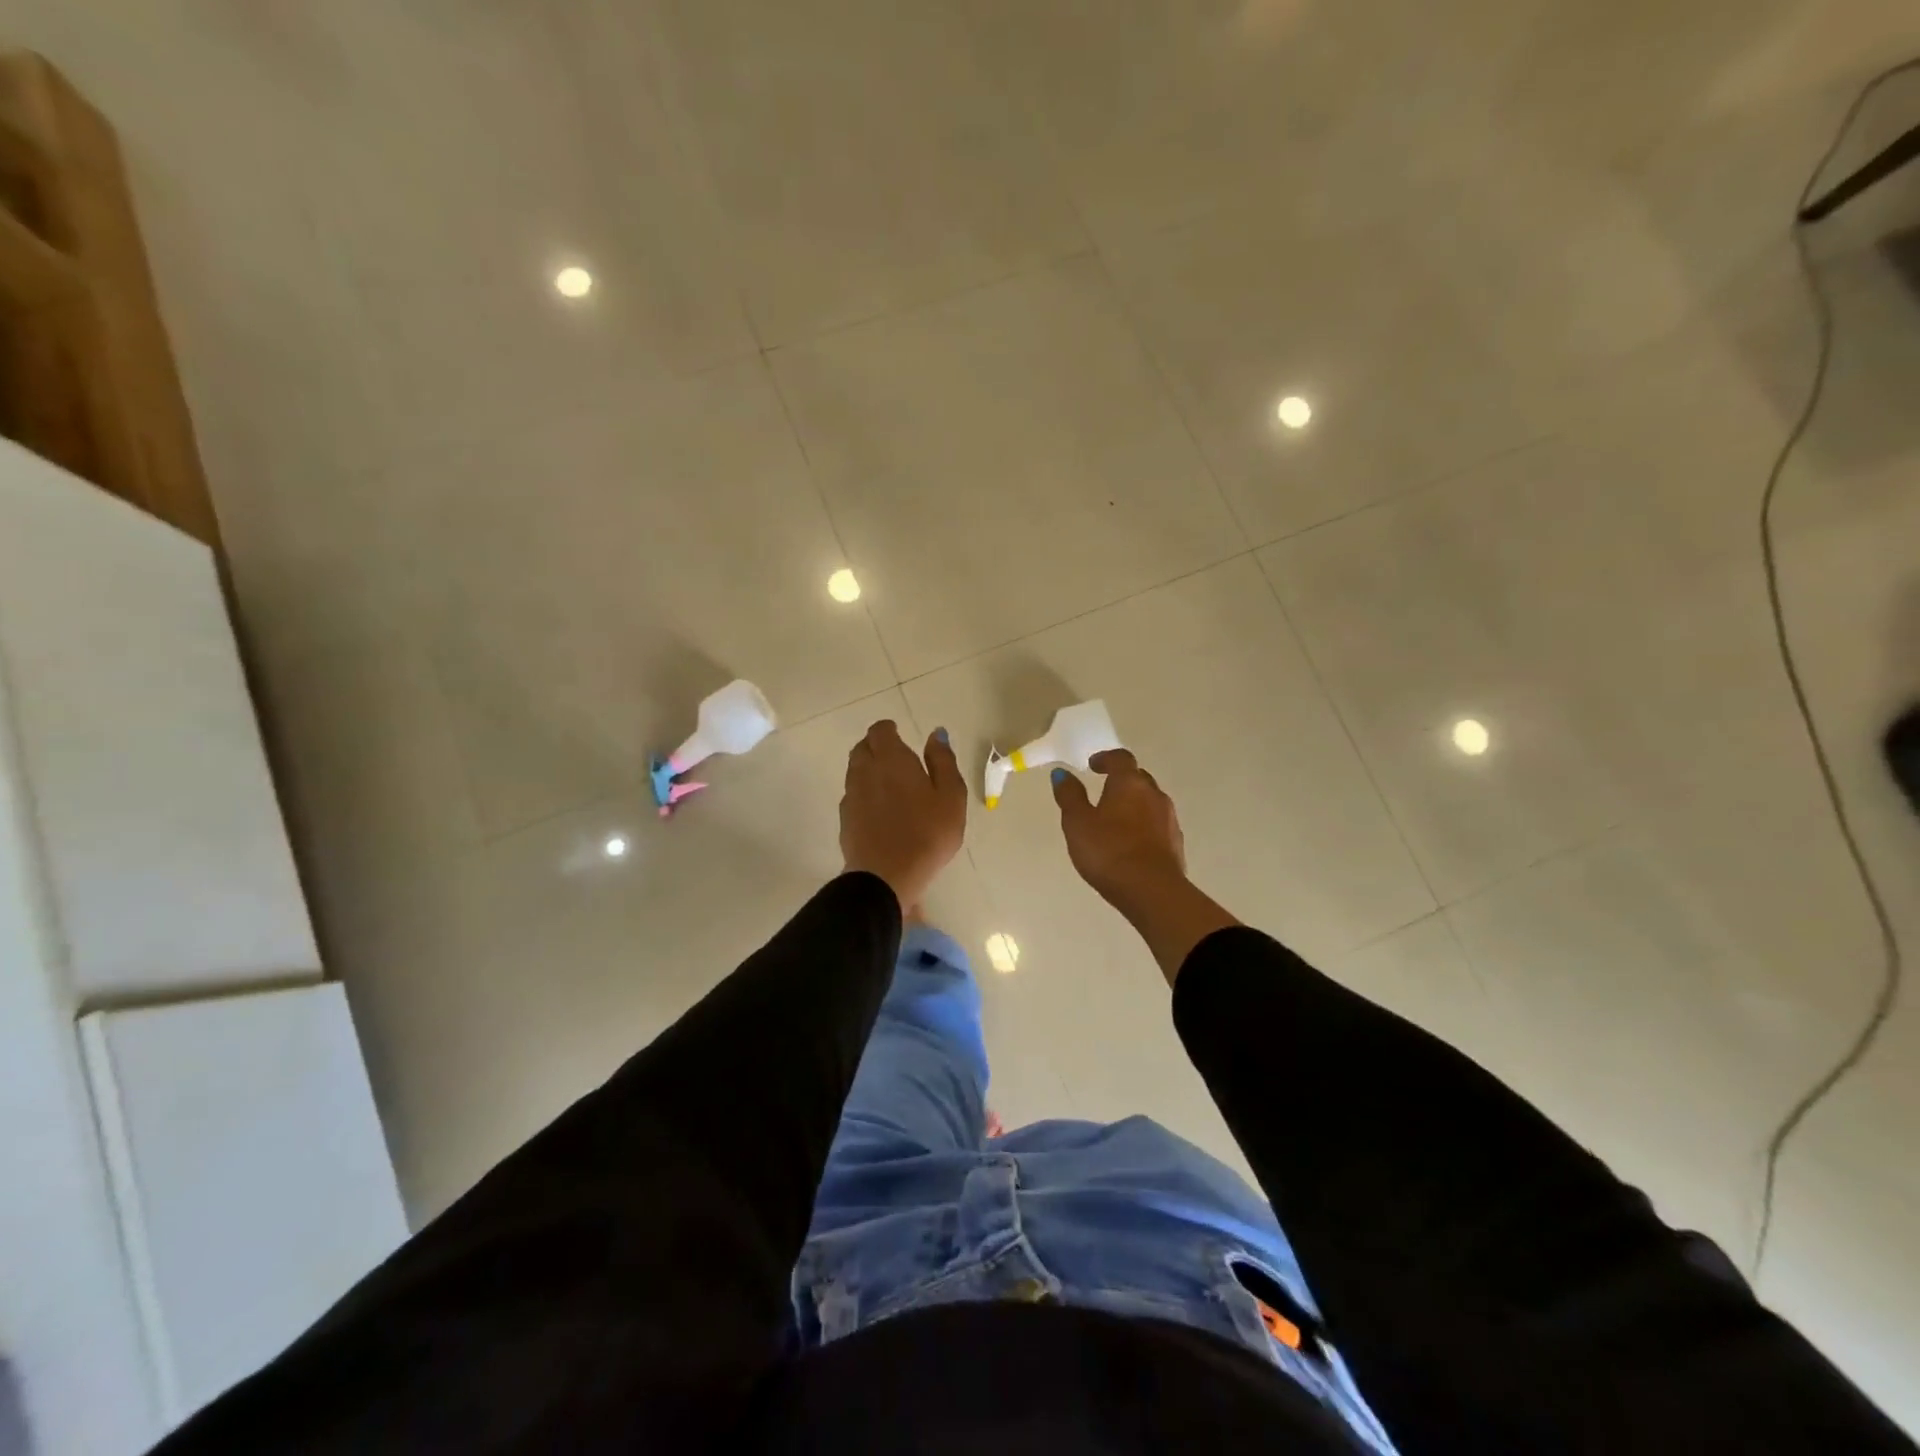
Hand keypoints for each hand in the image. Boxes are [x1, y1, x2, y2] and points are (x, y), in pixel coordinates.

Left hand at [840, 721, 966, 909]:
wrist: (886, 876)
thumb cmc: (927, 833)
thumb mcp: (950, 795)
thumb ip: (943, 760)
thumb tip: (936, 734)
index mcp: (891, 759)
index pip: (880, 731)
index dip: (889, 730)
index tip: (900, 736)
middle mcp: (865, 771)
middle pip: (863, 748)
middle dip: (876, 746)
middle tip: (895, 757)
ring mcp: (851, 796)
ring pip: (855, 771)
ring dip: (868, 769)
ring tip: (889, 783)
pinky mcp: (845, 820)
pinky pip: (853, 795)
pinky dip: (864, 793)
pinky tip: (879, 809)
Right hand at [1052, 749, 1237, 984]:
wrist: (1152, 891)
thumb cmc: (1108, 851)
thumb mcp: (1077, 823)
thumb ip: (1069, 796)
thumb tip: (1061, 773)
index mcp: (1130, 783)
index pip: (1121, 759)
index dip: (1106, 758)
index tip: (1093, 765)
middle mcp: (1154, 794)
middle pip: (1139, 778)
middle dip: (1122, 780)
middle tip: (1103, 791)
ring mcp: (1169, 819)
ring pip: (1150, 802)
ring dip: (1134, 804)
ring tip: (1115, 820)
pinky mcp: (1176, 843)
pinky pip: (1157, 824)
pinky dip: (1143, 825)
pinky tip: (1131, 842)